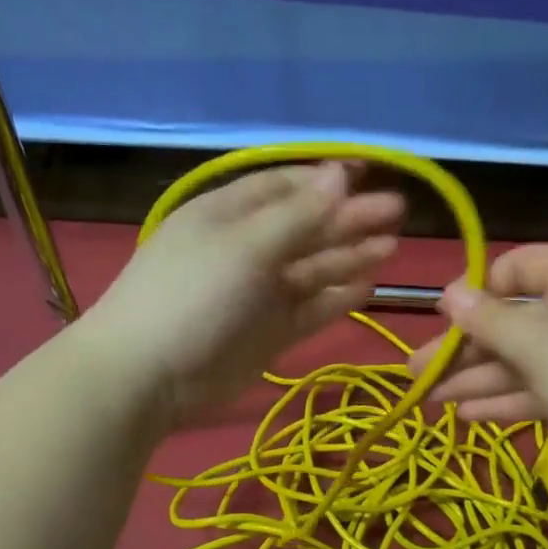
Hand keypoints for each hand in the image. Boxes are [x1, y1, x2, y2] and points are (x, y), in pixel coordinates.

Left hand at [78, 161, 403, 426]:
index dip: (326, 180)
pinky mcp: (268, 332)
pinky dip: (337, 298)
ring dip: (349, 256)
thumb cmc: (193, 295)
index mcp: (228, 214)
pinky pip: (310, 308)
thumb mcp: (245, 246)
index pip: (283, 187)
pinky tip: (368, 286)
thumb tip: (340, 172)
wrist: (148, 376)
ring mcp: (258, 294)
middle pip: (305, 227)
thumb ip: (298, 215)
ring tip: (391, 246)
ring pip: (312, 269)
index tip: (370, 175)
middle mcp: (246, 249)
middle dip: (349, 218)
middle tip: (398, 212)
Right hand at [407, 244, 547, 490]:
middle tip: (416, 370)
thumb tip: (448, 292)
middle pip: (512, 320)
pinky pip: (538, 388)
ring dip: (475, 379)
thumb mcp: (537, 346)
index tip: (447, 317)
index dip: (480, 288)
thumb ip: (488, 320)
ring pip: (520, 360)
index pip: (521, 265)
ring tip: (427, 399)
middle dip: (463, 348)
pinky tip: (466, 417)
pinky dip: (505, 400)